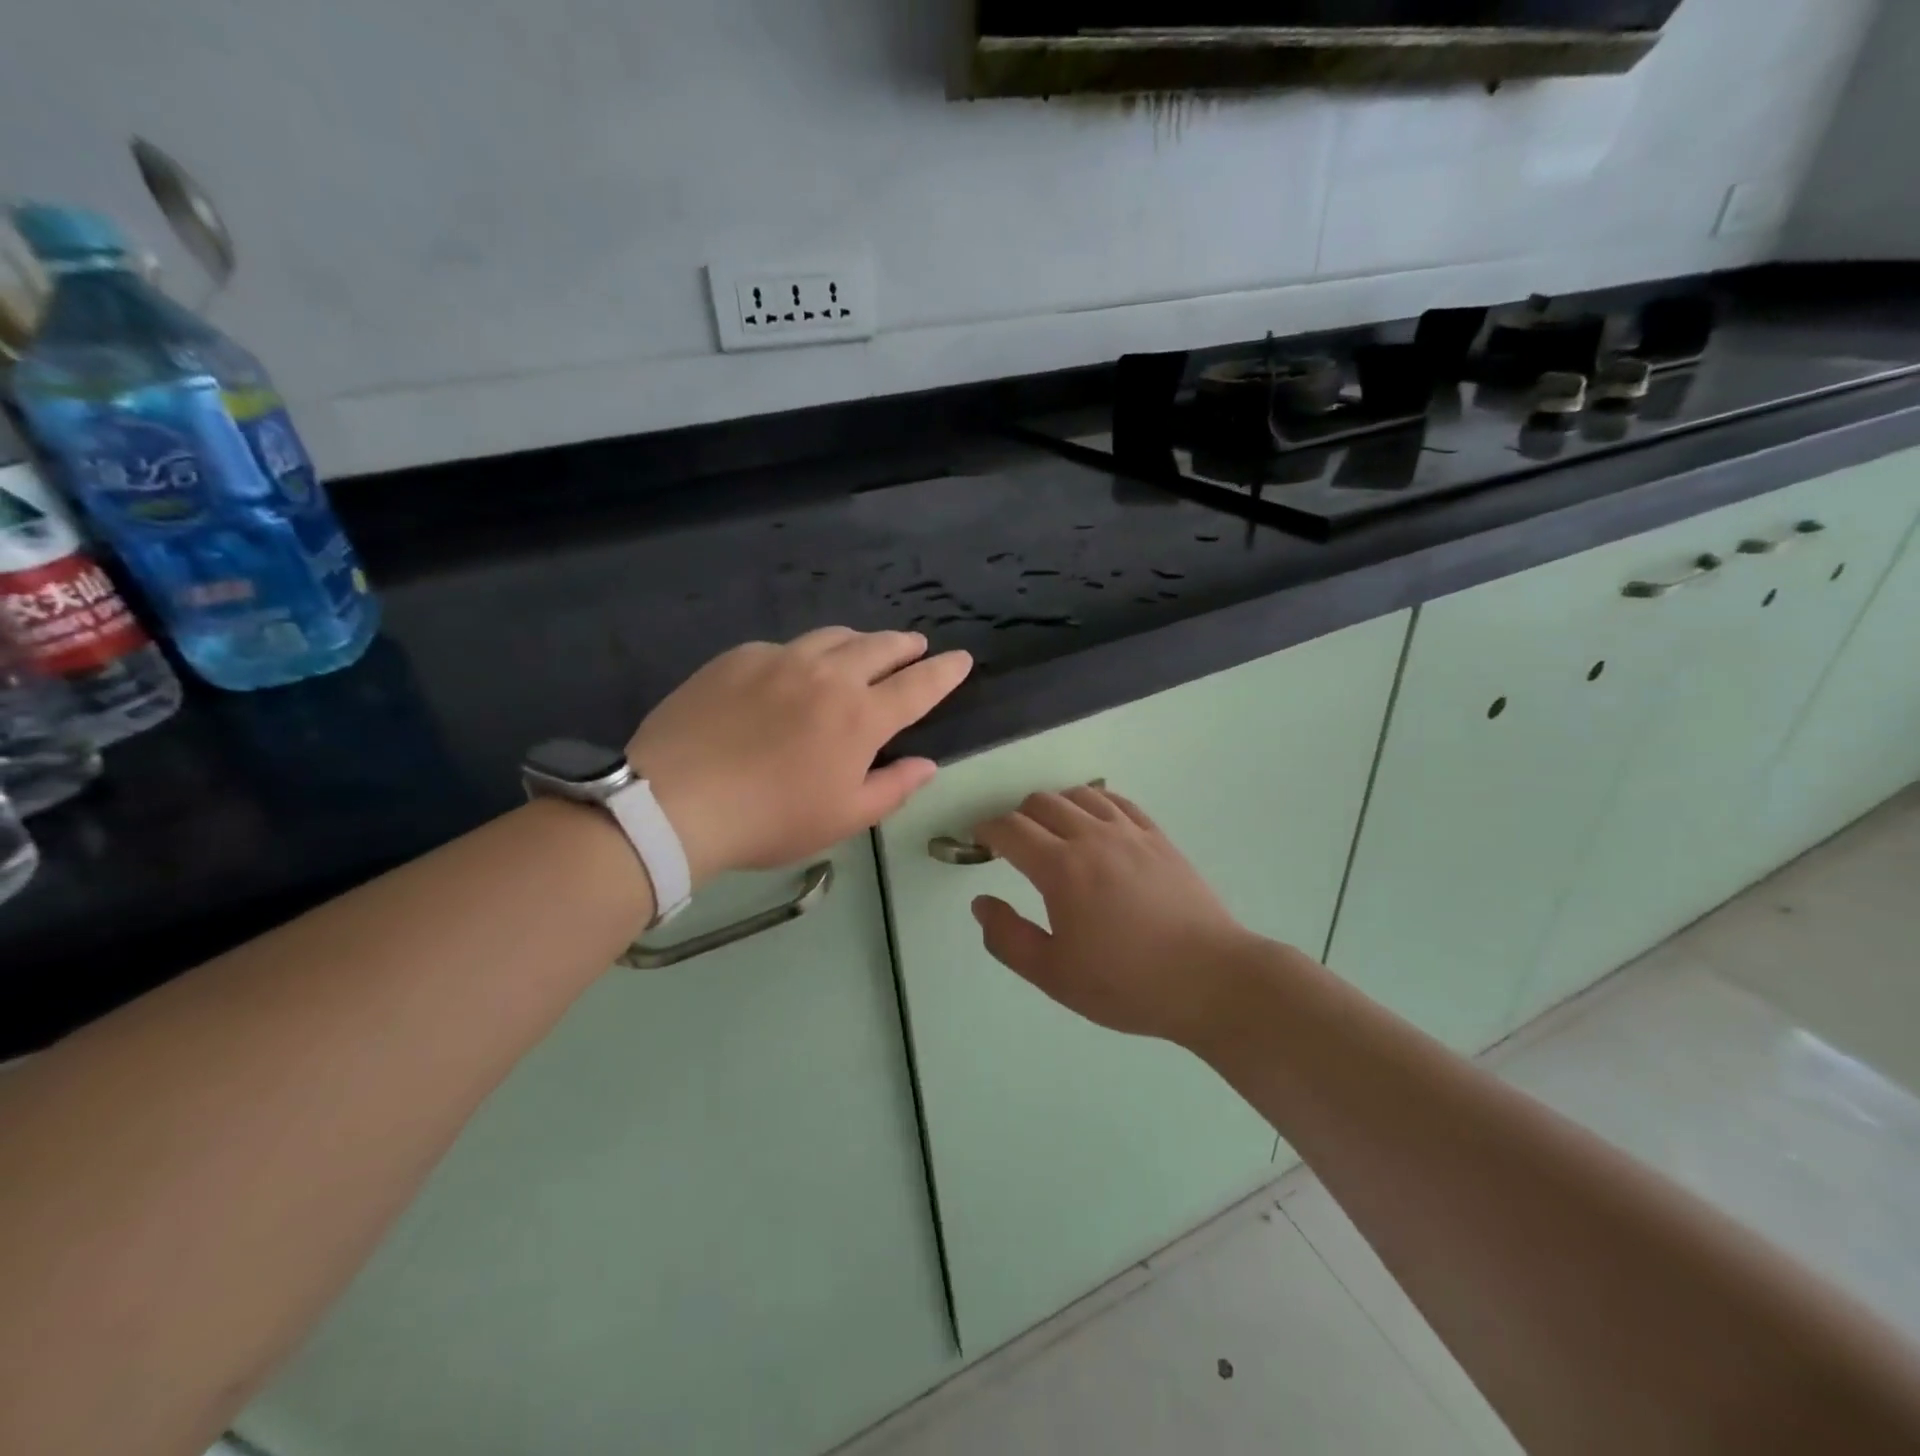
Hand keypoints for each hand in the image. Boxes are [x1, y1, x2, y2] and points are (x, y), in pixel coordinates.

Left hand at [630, 628, 971, 883]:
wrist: (676, 802)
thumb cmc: (771, 819)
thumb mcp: (844, 817)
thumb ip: (894, 788)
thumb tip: (927, 765)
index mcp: (861, 716)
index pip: (918, 685)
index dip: (945, 672)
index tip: (961, 659)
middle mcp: (827, 675)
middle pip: (879, 646)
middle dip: (904, 645)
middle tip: (915, 646)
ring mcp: (780, 659)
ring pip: (832, 636)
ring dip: (858, 641)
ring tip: (862, 650)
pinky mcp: (738, 658)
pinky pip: (783, 647)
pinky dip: (803, 655)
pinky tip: (791, 673)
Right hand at [970, 786, 1275, 1048]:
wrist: (1210, 980)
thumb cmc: (1127, 983)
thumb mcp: (1054, 975)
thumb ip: (1008, 938)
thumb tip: (981, 903)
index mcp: (1061, 869)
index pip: (1010, 830)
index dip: (986, 830)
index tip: (978, 841)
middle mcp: (1093, 837)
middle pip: (1042, 802)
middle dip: (1017, 817)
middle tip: (1014, 845)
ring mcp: (1130, 833)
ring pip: (1080, 794)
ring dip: (1055, 806)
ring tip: (1053, 833)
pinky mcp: (1159, 838)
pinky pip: (1117, 802)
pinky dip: (1095, 803)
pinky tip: (1096, 824)